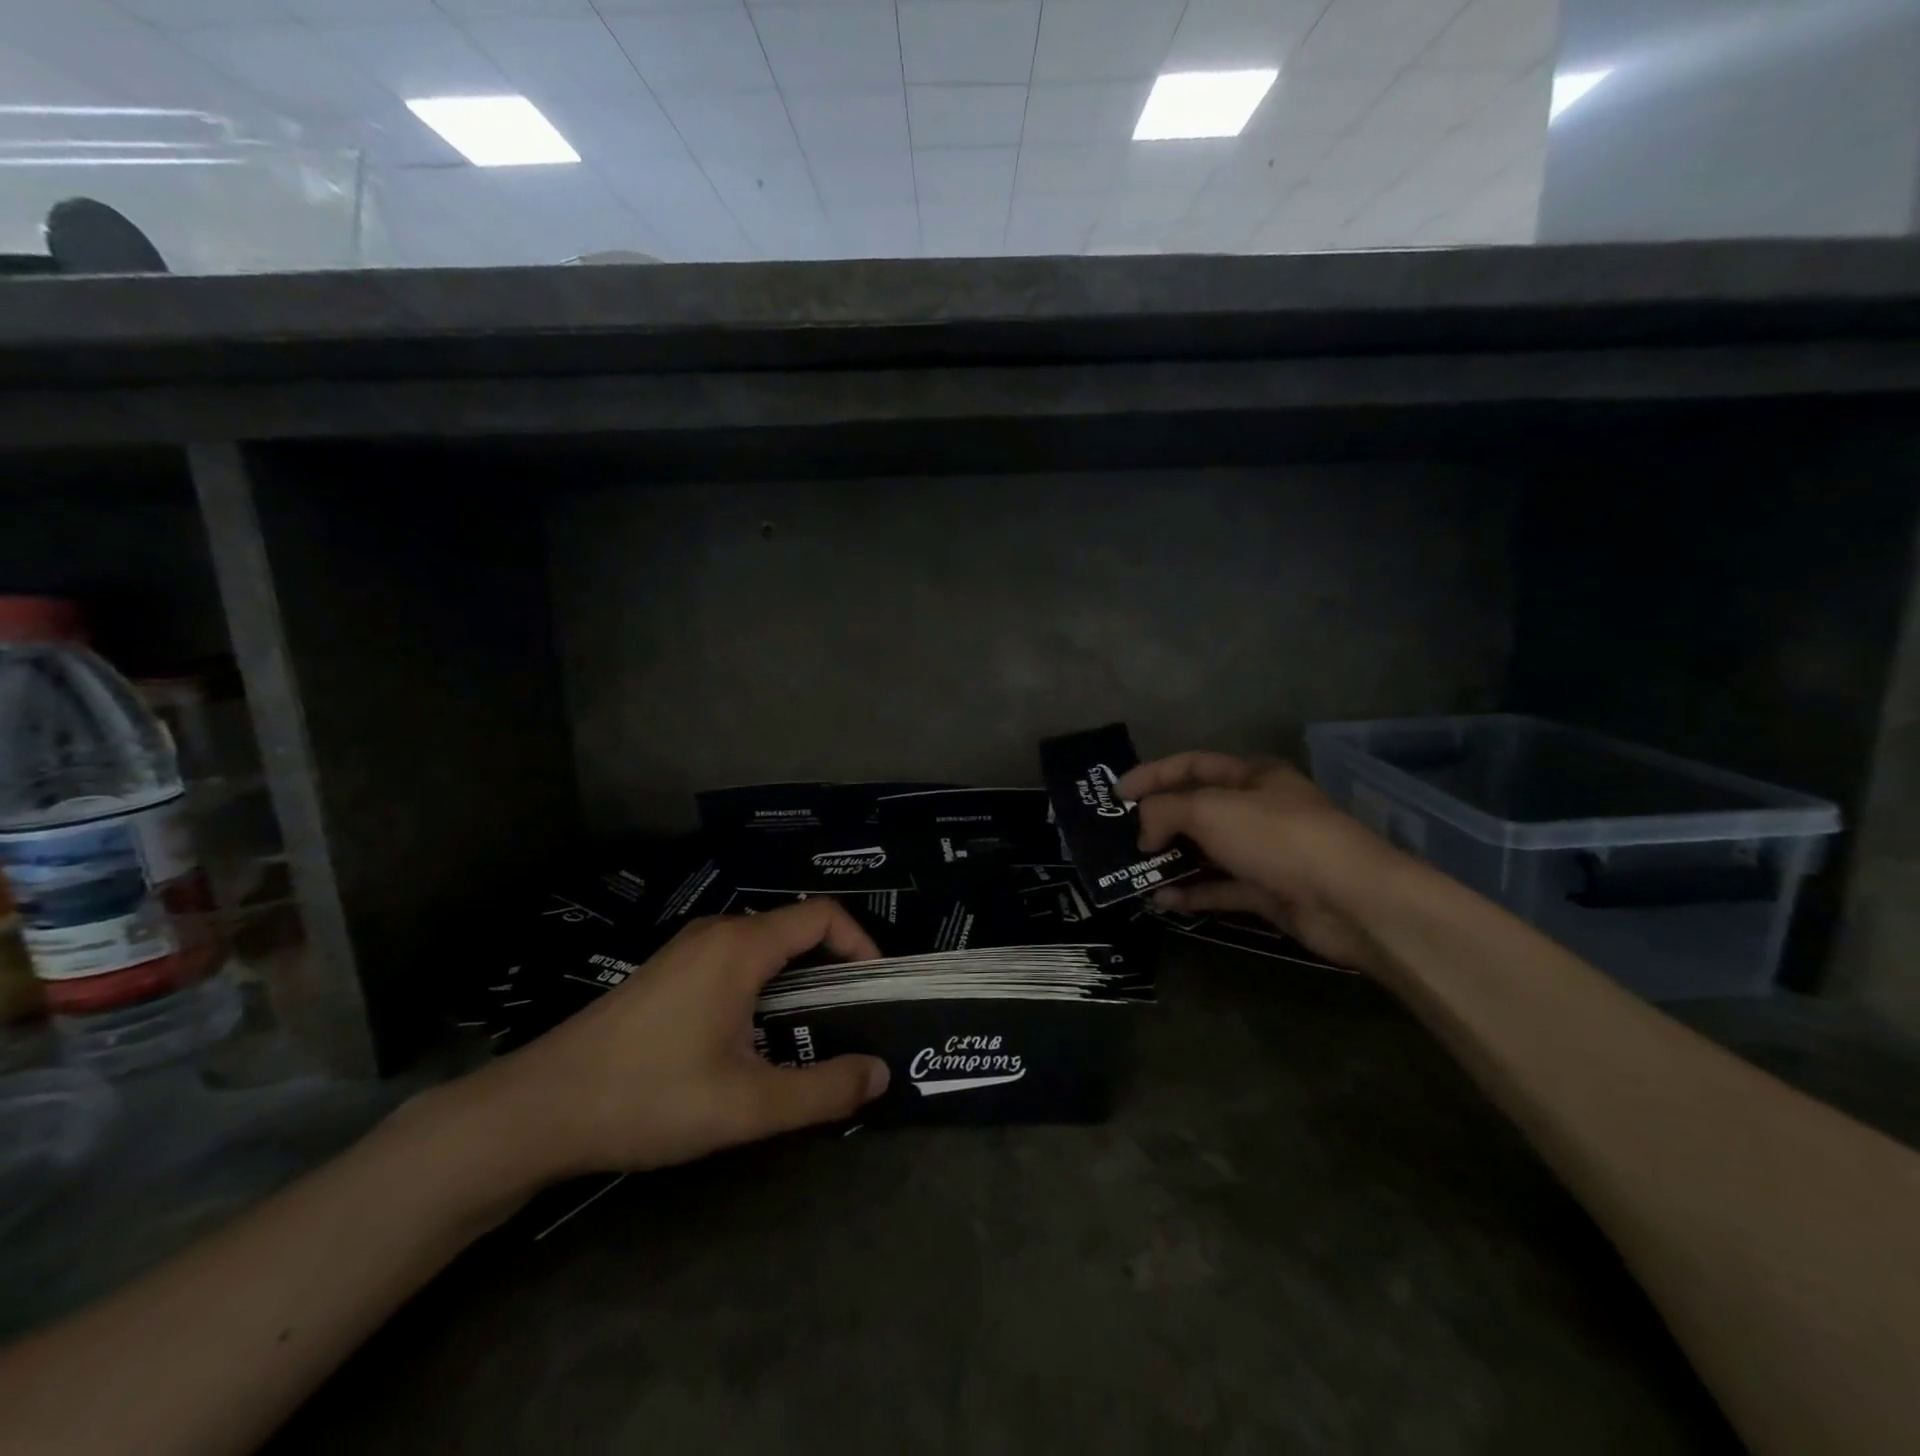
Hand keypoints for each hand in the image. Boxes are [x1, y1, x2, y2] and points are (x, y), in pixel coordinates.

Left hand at [452, 900, 890, 1187]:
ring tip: (811, 1034)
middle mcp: (717, 933)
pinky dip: (765, 986)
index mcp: (741, 946)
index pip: (823, 915)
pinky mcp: (668, 973)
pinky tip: (754, 1039)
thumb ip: (823, 1090)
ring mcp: (687, 950)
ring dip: (798, 981)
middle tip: (853, 1019)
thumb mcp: (747, 1104)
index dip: (861, 943)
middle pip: (796, 929)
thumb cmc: (648, 1096)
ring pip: (765, 948)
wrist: (538, 1109)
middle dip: (834, 966)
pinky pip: (736, 962)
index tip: (876, 988)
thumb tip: (880, 1074)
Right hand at [1117, 751, 1409, 972]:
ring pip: (1207, 851)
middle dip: (1159, 820)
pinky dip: (1192, 893)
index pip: (1191, 764)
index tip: (1115, 795)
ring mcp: (1264, 852)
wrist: (1349, 900)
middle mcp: (1258, 809)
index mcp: (1251, 776)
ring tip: (1133, 870)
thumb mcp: (1211, 810)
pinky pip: (1220, 888)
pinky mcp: (1268, 891)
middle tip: (1120, 836)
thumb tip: (1143, 831)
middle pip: (1198, 808)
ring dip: (1172, 860)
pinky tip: (1161, 900)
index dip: (1151, 774)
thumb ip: (1166, 812)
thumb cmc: (1277, 837)